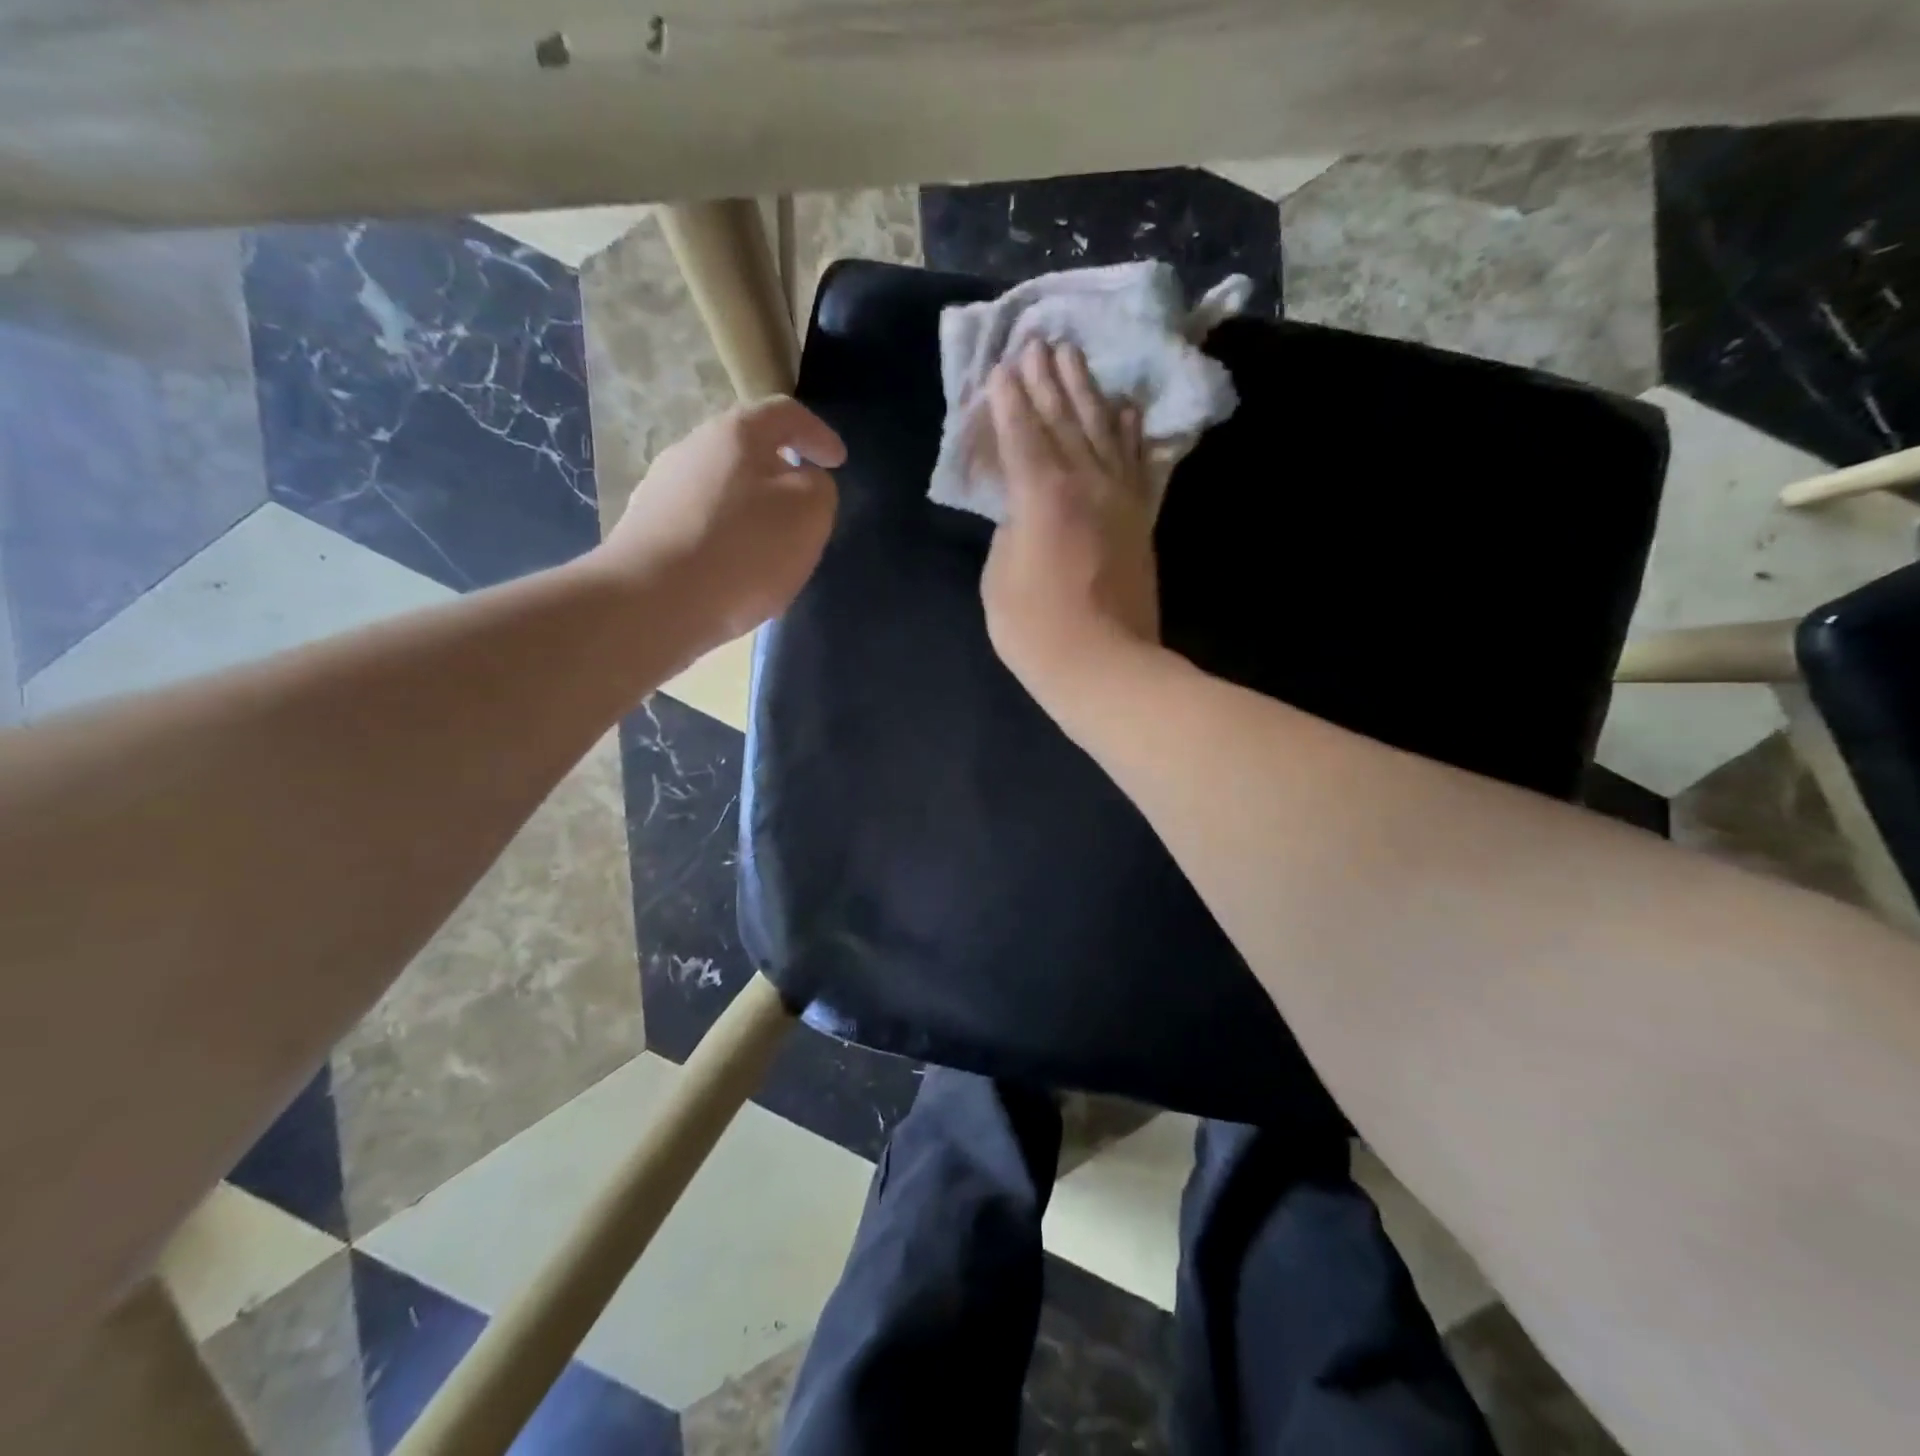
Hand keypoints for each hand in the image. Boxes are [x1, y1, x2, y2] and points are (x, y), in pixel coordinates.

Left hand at [598, 396, 845, 648]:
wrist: (653, 603)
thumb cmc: (743, 550)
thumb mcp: (808, 514)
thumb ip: (819, 488)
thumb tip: (803, 482)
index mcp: (735, 433)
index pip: (785, 414)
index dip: (818, 434)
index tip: (839, 462)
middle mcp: (691, 449)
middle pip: (747, 451)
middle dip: (782, 475)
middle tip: (807, 509)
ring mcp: (662, 490)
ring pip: (723, 490)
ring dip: (753, 511)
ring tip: (774, 549)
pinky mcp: (647, 532)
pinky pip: (701, 526)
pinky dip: (728, 540)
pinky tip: (737, 574)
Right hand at [981, 340, 1161, 717]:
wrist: (1105, 665)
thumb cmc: (1035, 629)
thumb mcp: (998, 578)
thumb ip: (1008, 531)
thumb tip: (1022, 510)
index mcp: (1041, 494)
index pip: (1021, 433)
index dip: (1008, 399)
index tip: (1002, 366)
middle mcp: (1084, 482)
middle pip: (1063, 419)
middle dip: (1046, 380)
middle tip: (1037, 343)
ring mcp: (1119, 498)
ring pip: (1101, 430)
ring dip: (1086, 391)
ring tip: (1074, 357)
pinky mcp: (1140, 518)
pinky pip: (1136, 462)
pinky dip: (1130, 431)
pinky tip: (1125, 407)